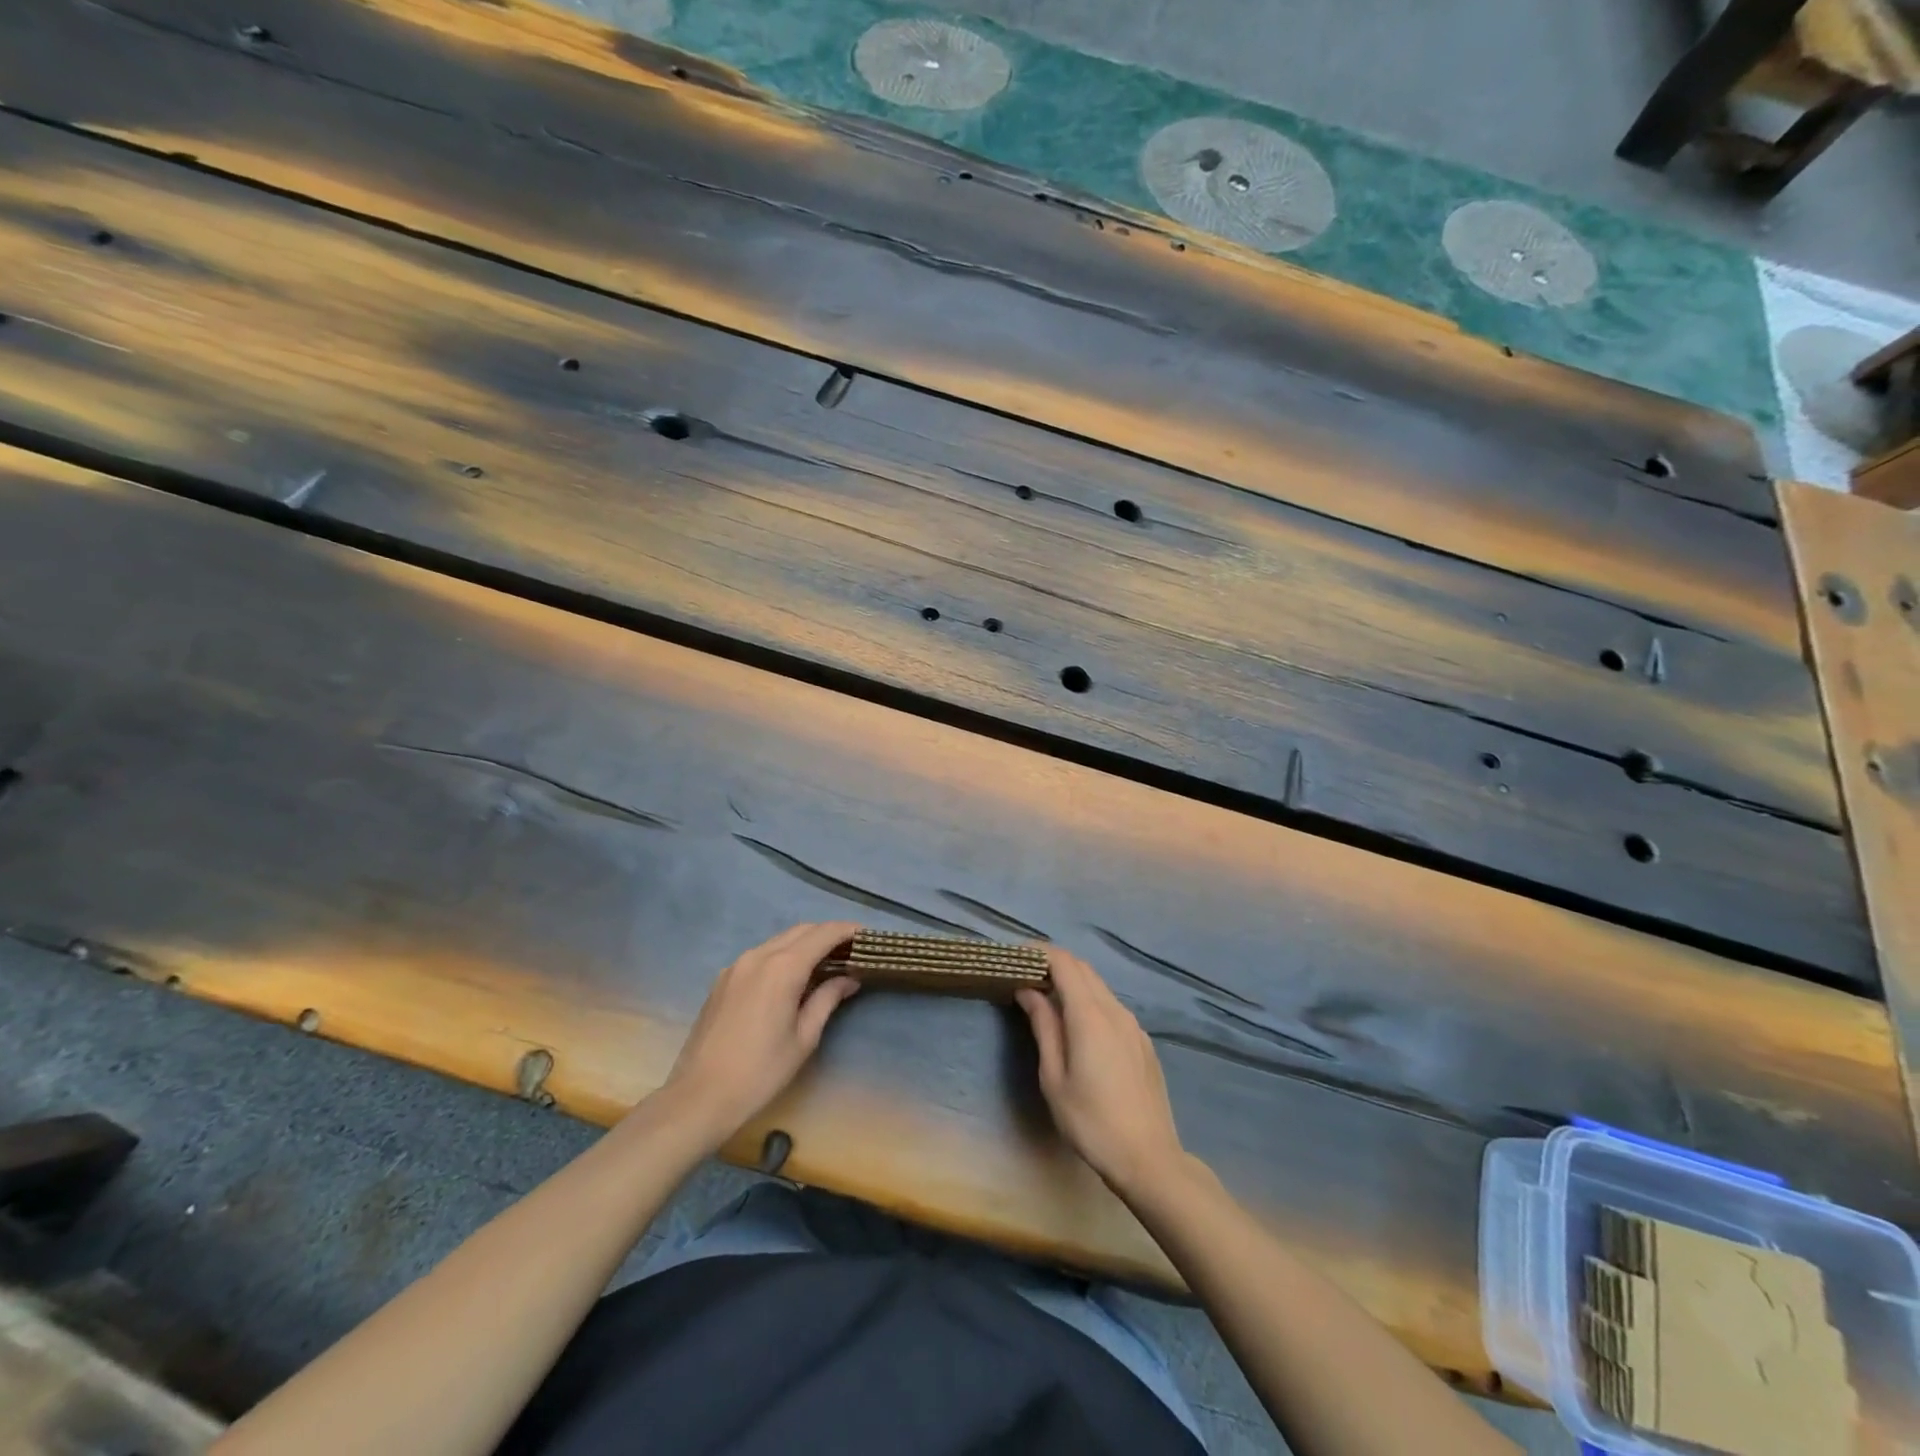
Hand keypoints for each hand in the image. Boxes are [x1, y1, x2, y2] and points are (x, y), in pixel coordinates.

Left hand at [660, 922, 861, 1148]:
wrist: (699, 1096)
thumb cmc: (761, 1071)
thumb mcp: (804, 1038)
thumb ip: (827, 999)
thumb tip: (849, 979)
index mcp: (782, 968)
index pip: (823, 934)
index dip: (847, 931)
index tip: (866, 936)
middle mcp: (758, 956)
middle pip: (801, 931)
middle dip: (827, 934)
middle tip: (850, 950)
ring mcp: (737, 966)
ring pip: (779, 941)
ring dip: (804, 944)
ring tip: (825, 962)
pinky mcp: (723, 980)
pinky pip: (760, 955)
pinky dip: (782, 956)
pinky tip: (791, 977)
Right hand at [1016, 947, 1185, 1195]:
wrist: (1149, 1159)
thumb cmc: (1091, 1122)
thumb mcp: (1054, 1078)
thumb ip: (1043, 1027)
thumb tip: (1029, 991)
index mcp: (1090, 1015)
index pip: (1064, 963)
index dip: (1039, 953)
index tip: (1016, 956)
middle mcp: (1115, 1010)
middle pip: (1083, 969)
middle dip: (1054, 964)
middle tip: (1026, 976)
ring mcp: (1133, 1025)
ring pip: (1099, 987)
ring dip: (1073, 983)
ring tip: (1047, 1000)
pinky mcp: (1143, 1041)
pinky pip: (1112, 1007)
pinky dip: (1090, 1002)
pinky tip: (1078, 1027)